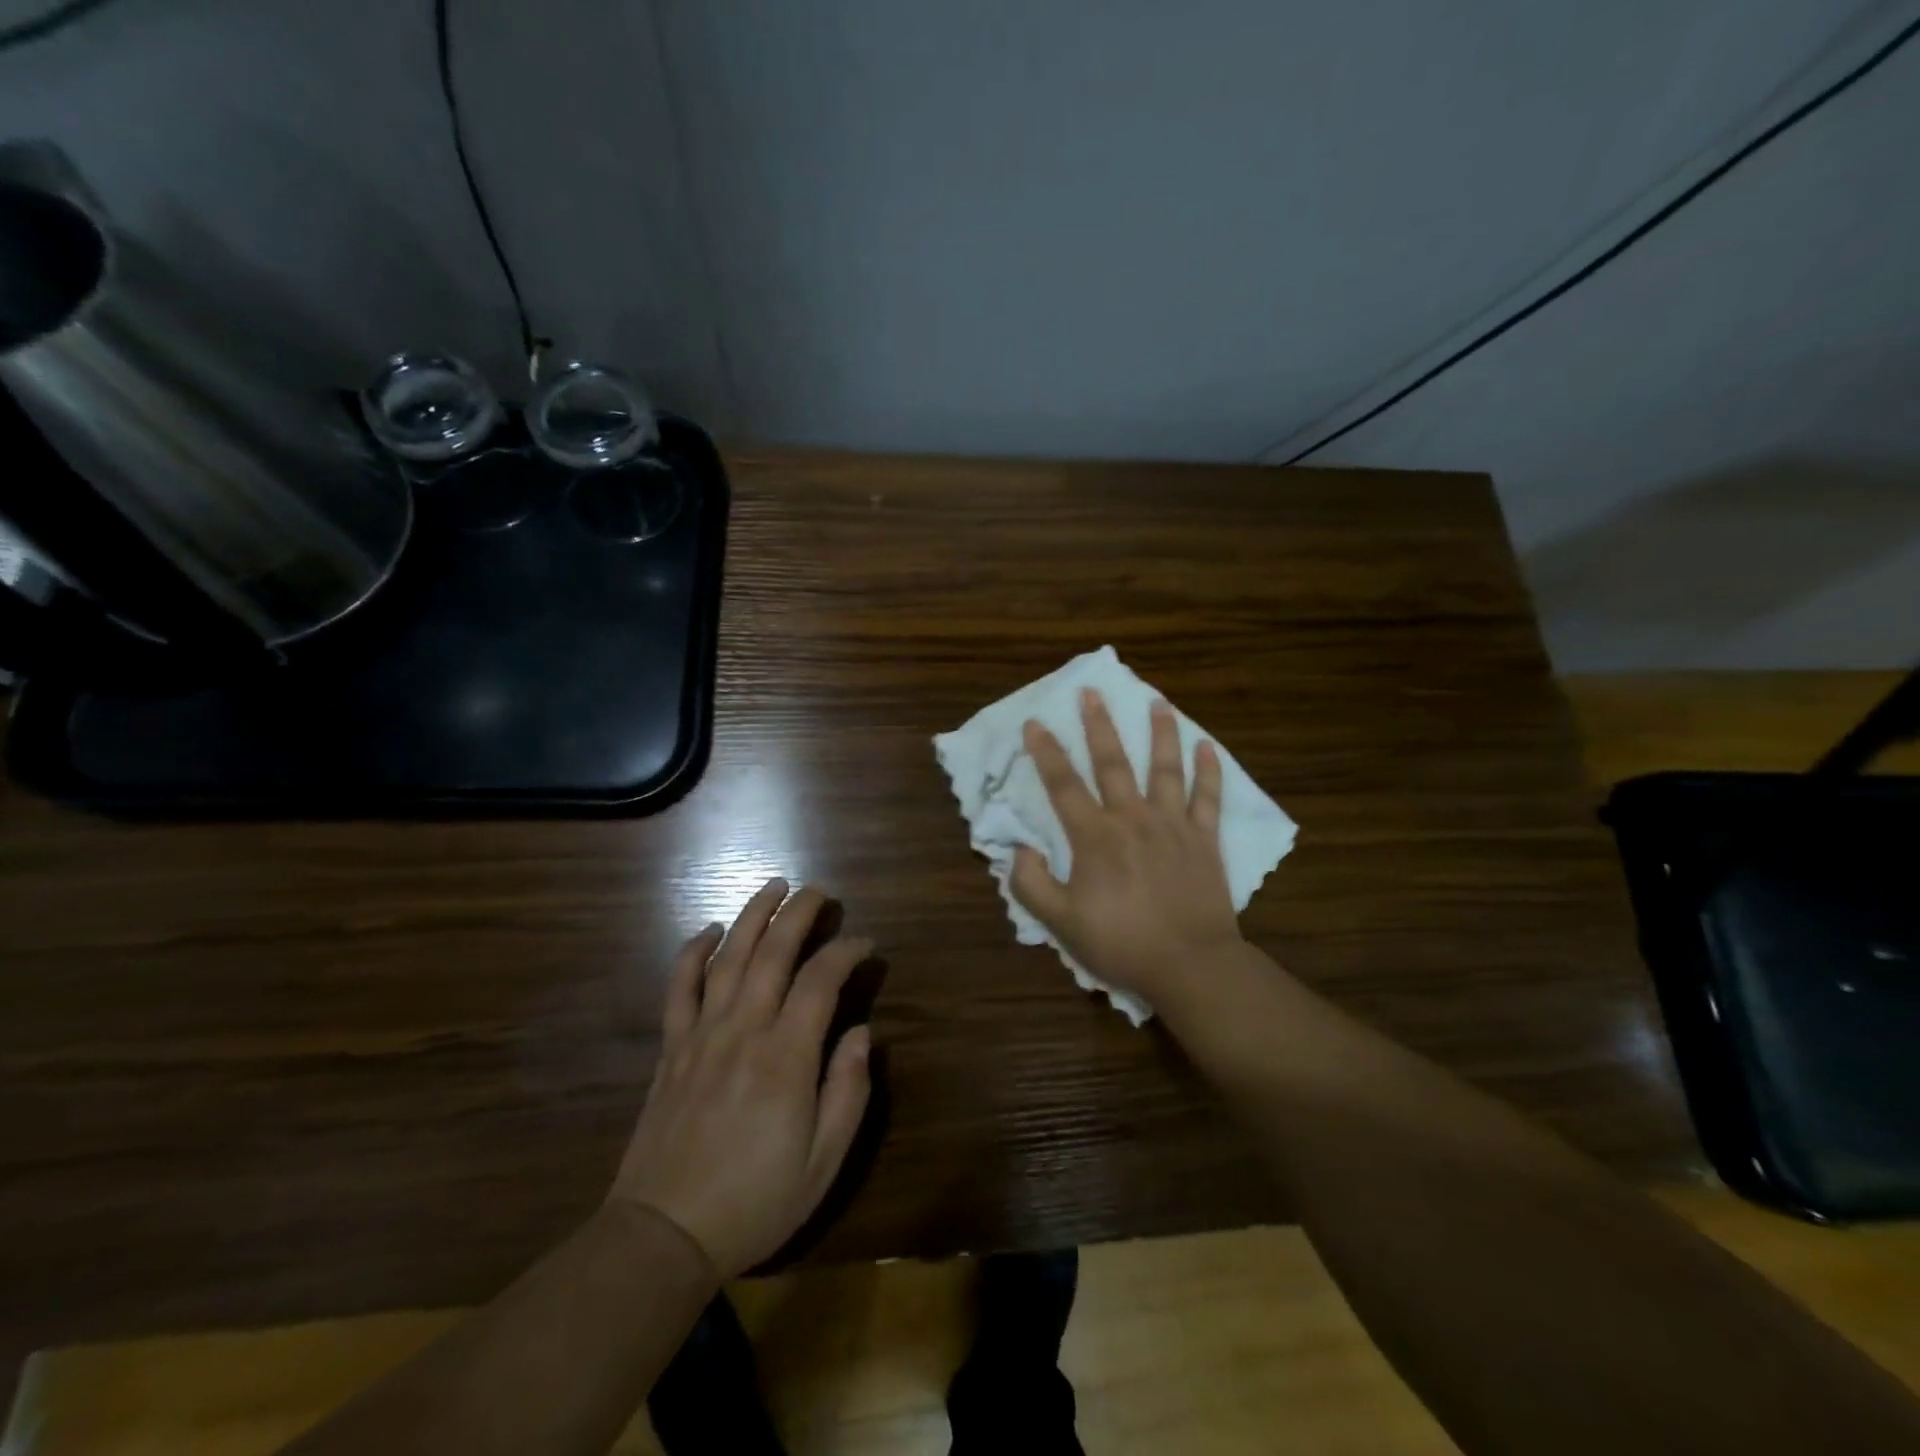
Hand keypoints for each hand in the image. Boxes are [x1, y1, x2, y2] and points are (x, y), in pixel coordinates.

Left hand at [610, 880, 872, 1278]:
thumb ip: (848, 1091)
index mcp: (786, 1057)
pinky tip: (709, 931)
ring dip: (753, 916)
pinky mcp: (672, 1048)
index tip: (865, 944)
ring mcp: (702, 1035)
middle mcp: (744, 1031)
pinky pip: (679, 987)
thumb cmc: (755, 1202)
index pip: (821, 981)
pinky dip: (692, 952)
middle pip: (773, 953)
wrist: (664, 1236)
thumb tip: (862, 1033)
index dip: (846, 953)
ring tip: (774, 886)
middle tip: (819, 891)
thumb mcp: (823, 1162)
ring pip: (728, 957)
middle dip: (799, 913)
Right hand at [1011, 690, 1243, 1006]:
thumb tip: (1020, 849)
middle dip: (1099, 725)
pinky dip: (1209, 772)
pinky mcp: (1205, 840)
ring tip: (1159, 702)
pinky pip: (1208, 798)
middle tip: (1092, 692)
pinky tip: (1208, 747)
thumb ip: (1032, 884)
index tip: (1035, 722)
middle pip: (1113, 763)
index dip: (1046, 753)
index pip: (1063, 785)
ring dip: (1161, 733)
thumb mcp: (1061, 923)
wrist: (1189, 965)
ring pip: (1165, 769)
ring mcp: (1173, 825)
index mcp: (1095, 837)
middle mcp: (1132, 819)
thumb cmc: (1121, 943)